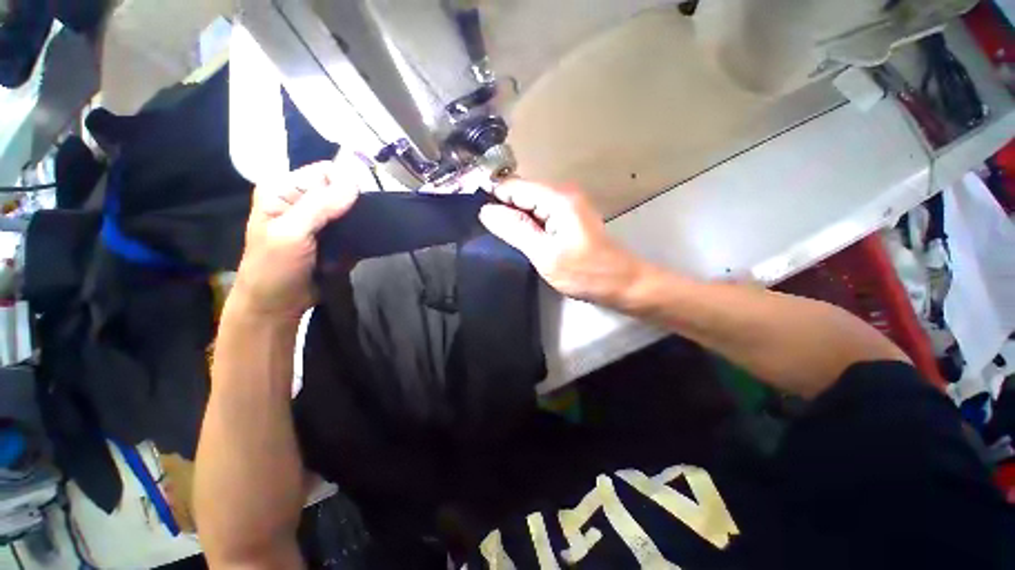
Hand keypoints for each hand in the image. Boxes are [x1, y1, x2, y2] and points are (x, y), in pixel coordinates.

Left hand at [233, 159, 362, 319]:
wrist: (278, 306)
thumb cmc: (275, 268)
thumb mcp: (291, 234)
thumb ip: (320, 206)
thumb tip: (355, 183)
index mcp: (284, 190)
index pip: (325, 172)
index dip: (345, 185)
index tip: (357, 206)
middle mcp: (302, 200)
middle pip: (342, 190)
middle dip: (356, 206)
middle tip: (359, 226)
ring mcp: (320, 221)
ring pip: (352, 210)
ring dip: (360, 223)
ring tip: (361, 237)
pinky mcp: (334, 238)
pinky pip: (356, 229)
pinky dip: (361, 236)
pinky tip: (361, 245)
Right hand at [479, 180, 646, 305]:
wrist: (621, 283)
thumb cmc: (585, 273)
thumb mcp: (545, 254)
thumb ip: (515, 230)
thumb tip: (486, 211)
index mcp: (557, 198)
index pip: (514, 186)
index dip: (492, 196)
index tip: (471, 212)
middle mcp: (562, 195)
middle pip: (522, 193)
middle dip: (502, 209)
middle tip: (485, 231)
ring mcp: (567, 206)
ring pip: (530, 205)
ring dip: (514, 219)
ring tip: (498, 237)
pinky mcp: (569, 218)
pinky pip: (540, 215)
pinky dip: (527, 225)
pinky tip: (519, 239)